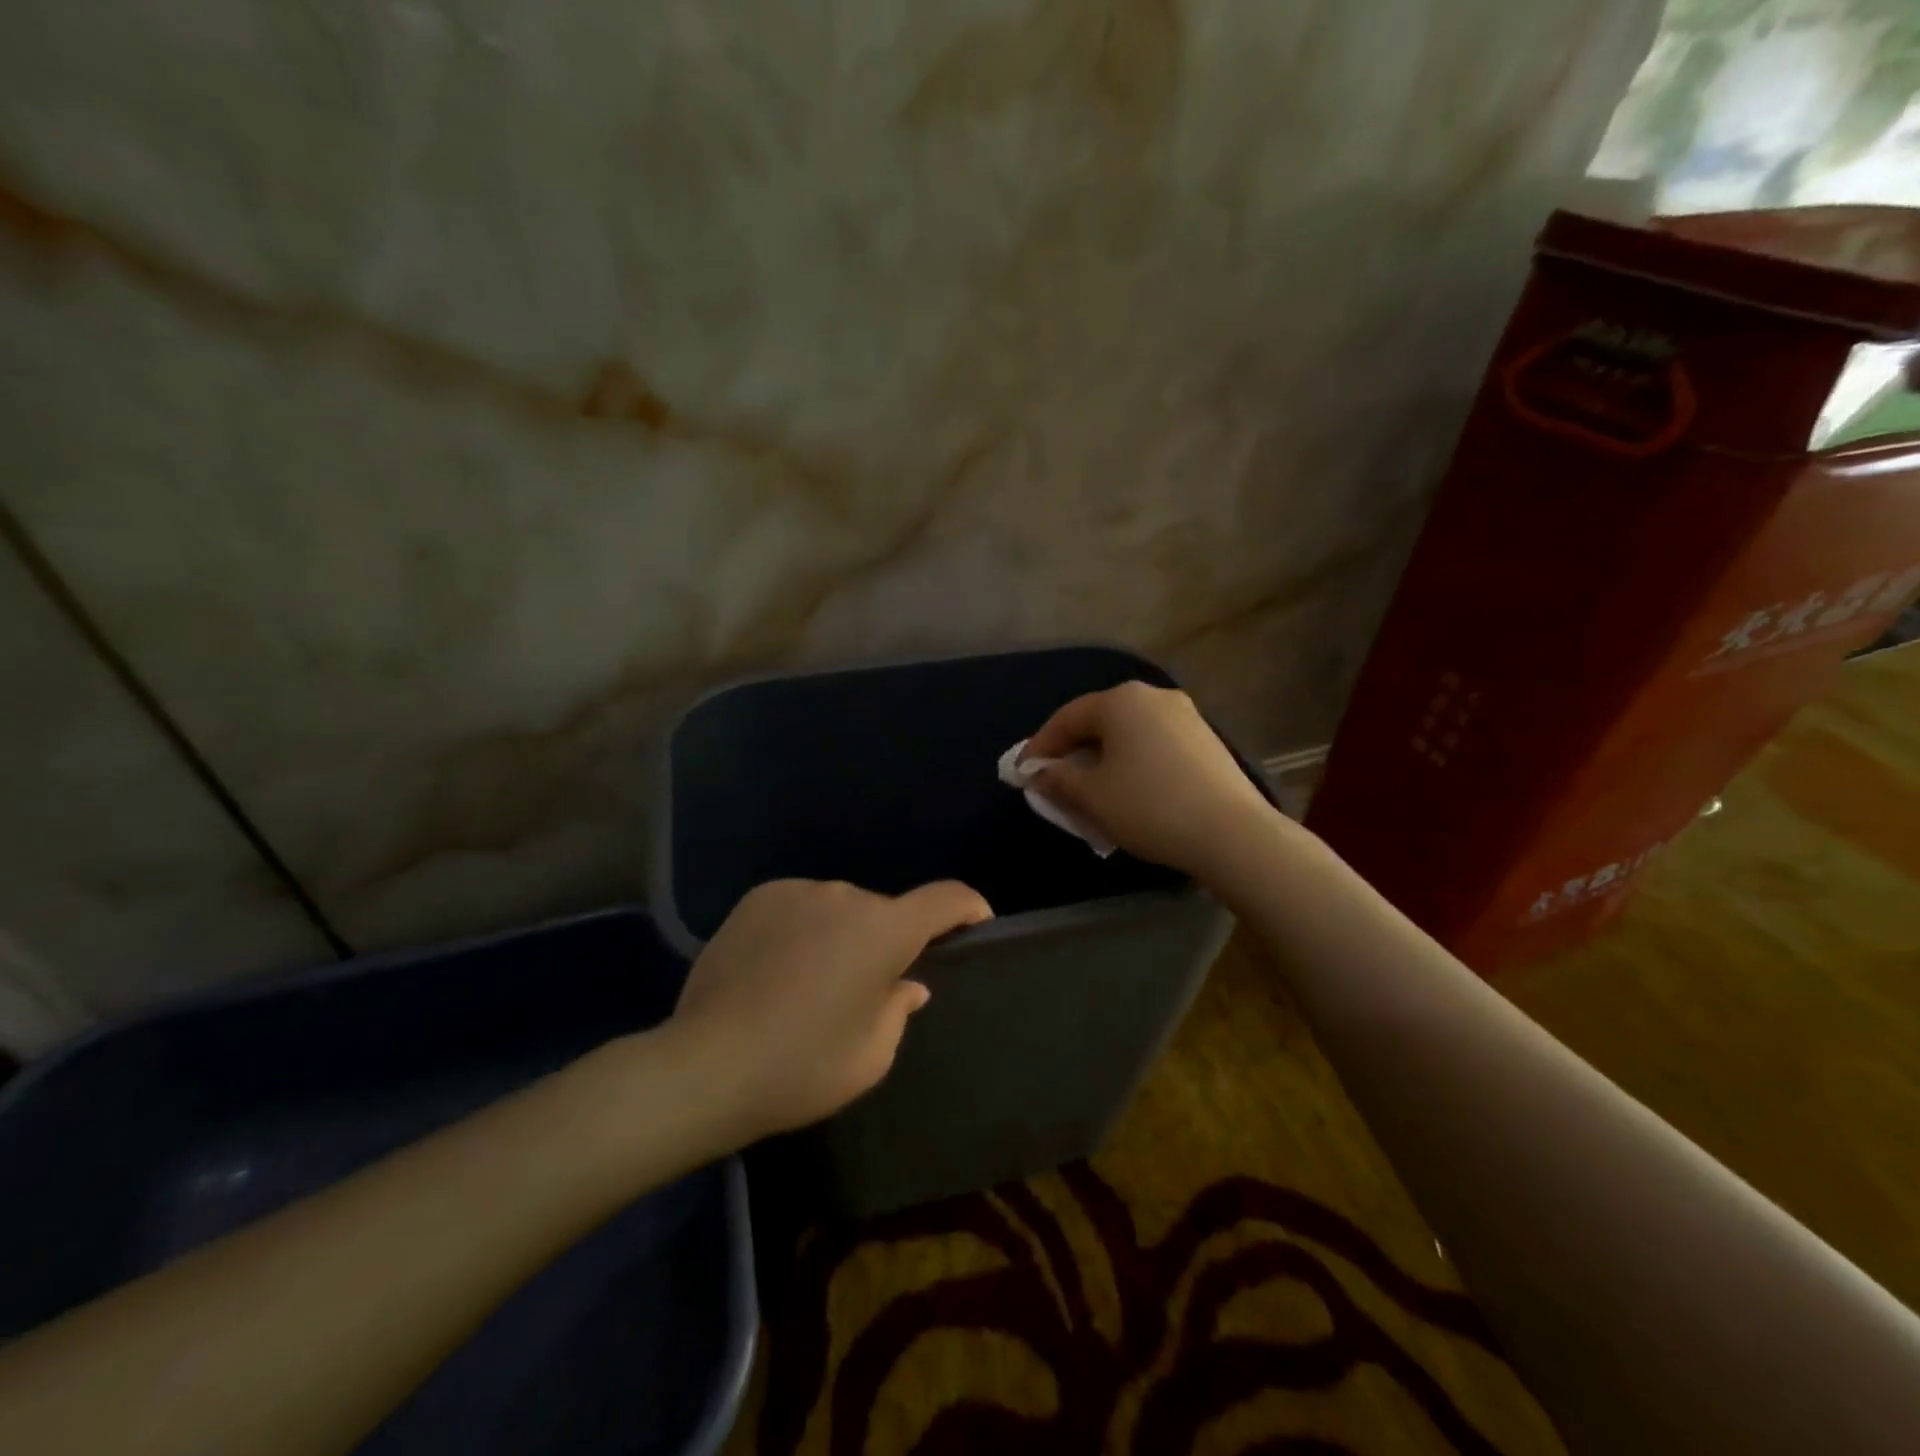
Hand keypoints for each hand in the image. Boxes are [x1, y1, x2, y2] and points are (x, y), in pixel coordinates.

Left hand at [669, 878, 992, 1137]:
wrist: (706, 1065)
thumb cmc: (803, 1066)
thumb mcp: (871, 1054)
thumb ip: (899, 1008)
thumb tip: (908, 983)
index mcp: (884, 929)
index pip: (946, 897)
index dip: (970, 907)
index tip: (976, 925)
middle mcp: (845, 896)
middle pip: (885, 911)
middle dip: (888, 941)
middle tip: (867, 988)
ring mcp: (798, 891)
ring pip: (840, 909)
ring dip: (842, 935)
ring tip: (812, 983)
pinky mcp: (759, 898)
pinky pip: (801, 907)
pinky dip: (805, 929)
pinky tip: (778, 970)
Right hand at [1024, 681, 1278, 879]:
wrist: (1232, 833)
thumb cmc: (1149, 807)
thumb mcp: (1092, 796)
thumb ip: (1058, 779)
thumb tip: (1040, 773)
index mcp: (1121, 700)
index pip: (1067, 717)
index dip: (1040, 745)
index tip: (1022, 773)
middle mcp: (1154, 697)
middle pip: (1099, 722)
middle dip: (1072, 752)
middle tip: (1054, 781)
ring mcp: (1186, 717)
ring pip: (1128, 735)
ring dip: (1103, 760)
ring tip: (1090, 791)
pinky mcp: (1206, 742)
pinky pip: (1154, 746)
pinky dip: (1132, 764)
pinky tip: (1128, 792)